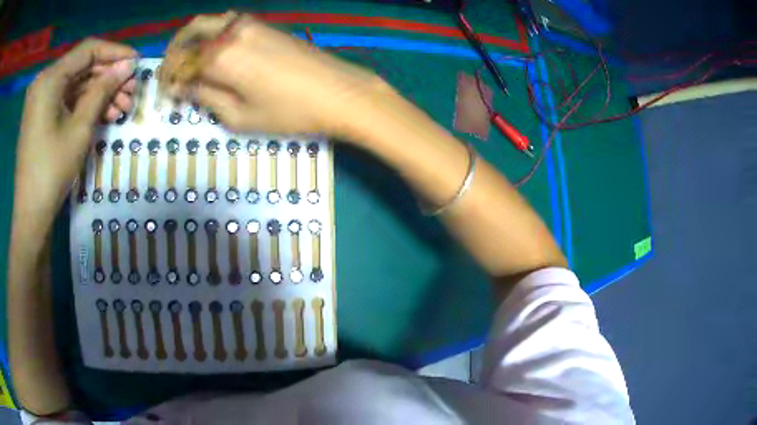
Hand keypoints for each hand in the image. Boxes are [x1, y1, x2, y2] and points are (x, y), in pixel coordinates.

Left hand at [14, 39, 136, 223]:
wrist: (31, 214)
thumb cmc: (51, 171)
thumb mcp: (80, 128)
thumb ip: (103, 89)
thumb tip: (128, 65)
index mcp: (49, 79)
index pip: (88, 50)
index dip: (115, 52)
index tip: (137, 62)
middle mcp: (44, 81)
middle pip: (82, 67)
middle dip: (108, 77)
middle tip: (132, 91)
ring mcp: (41, 98)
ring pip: (76, 84)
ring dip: (99, 93)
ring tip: (122, 107)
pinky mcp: (41, 114)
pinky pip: (66, 100)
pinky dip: (84, 104)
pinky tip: (104, 114)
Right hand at [162, 14, 387, 137]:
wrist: (339, 92)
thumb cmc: (289, 111)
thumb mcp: (240, 116)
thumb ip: (206, 98)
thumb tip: (183, 88)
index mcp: (221, 56)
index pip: (180, 61)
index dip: (168, 77)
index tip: (166, 94)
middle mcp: (232, 32)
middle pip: (191, 31)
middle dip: (175, 51)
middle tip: (172, 73)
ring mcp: (252, 25)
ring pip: (210, 22)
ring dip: (193, 39)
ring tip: (190, 63)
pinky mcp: (266, 26)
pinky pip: (229, 24)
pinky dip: (213, 35)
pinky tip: (214, 53)